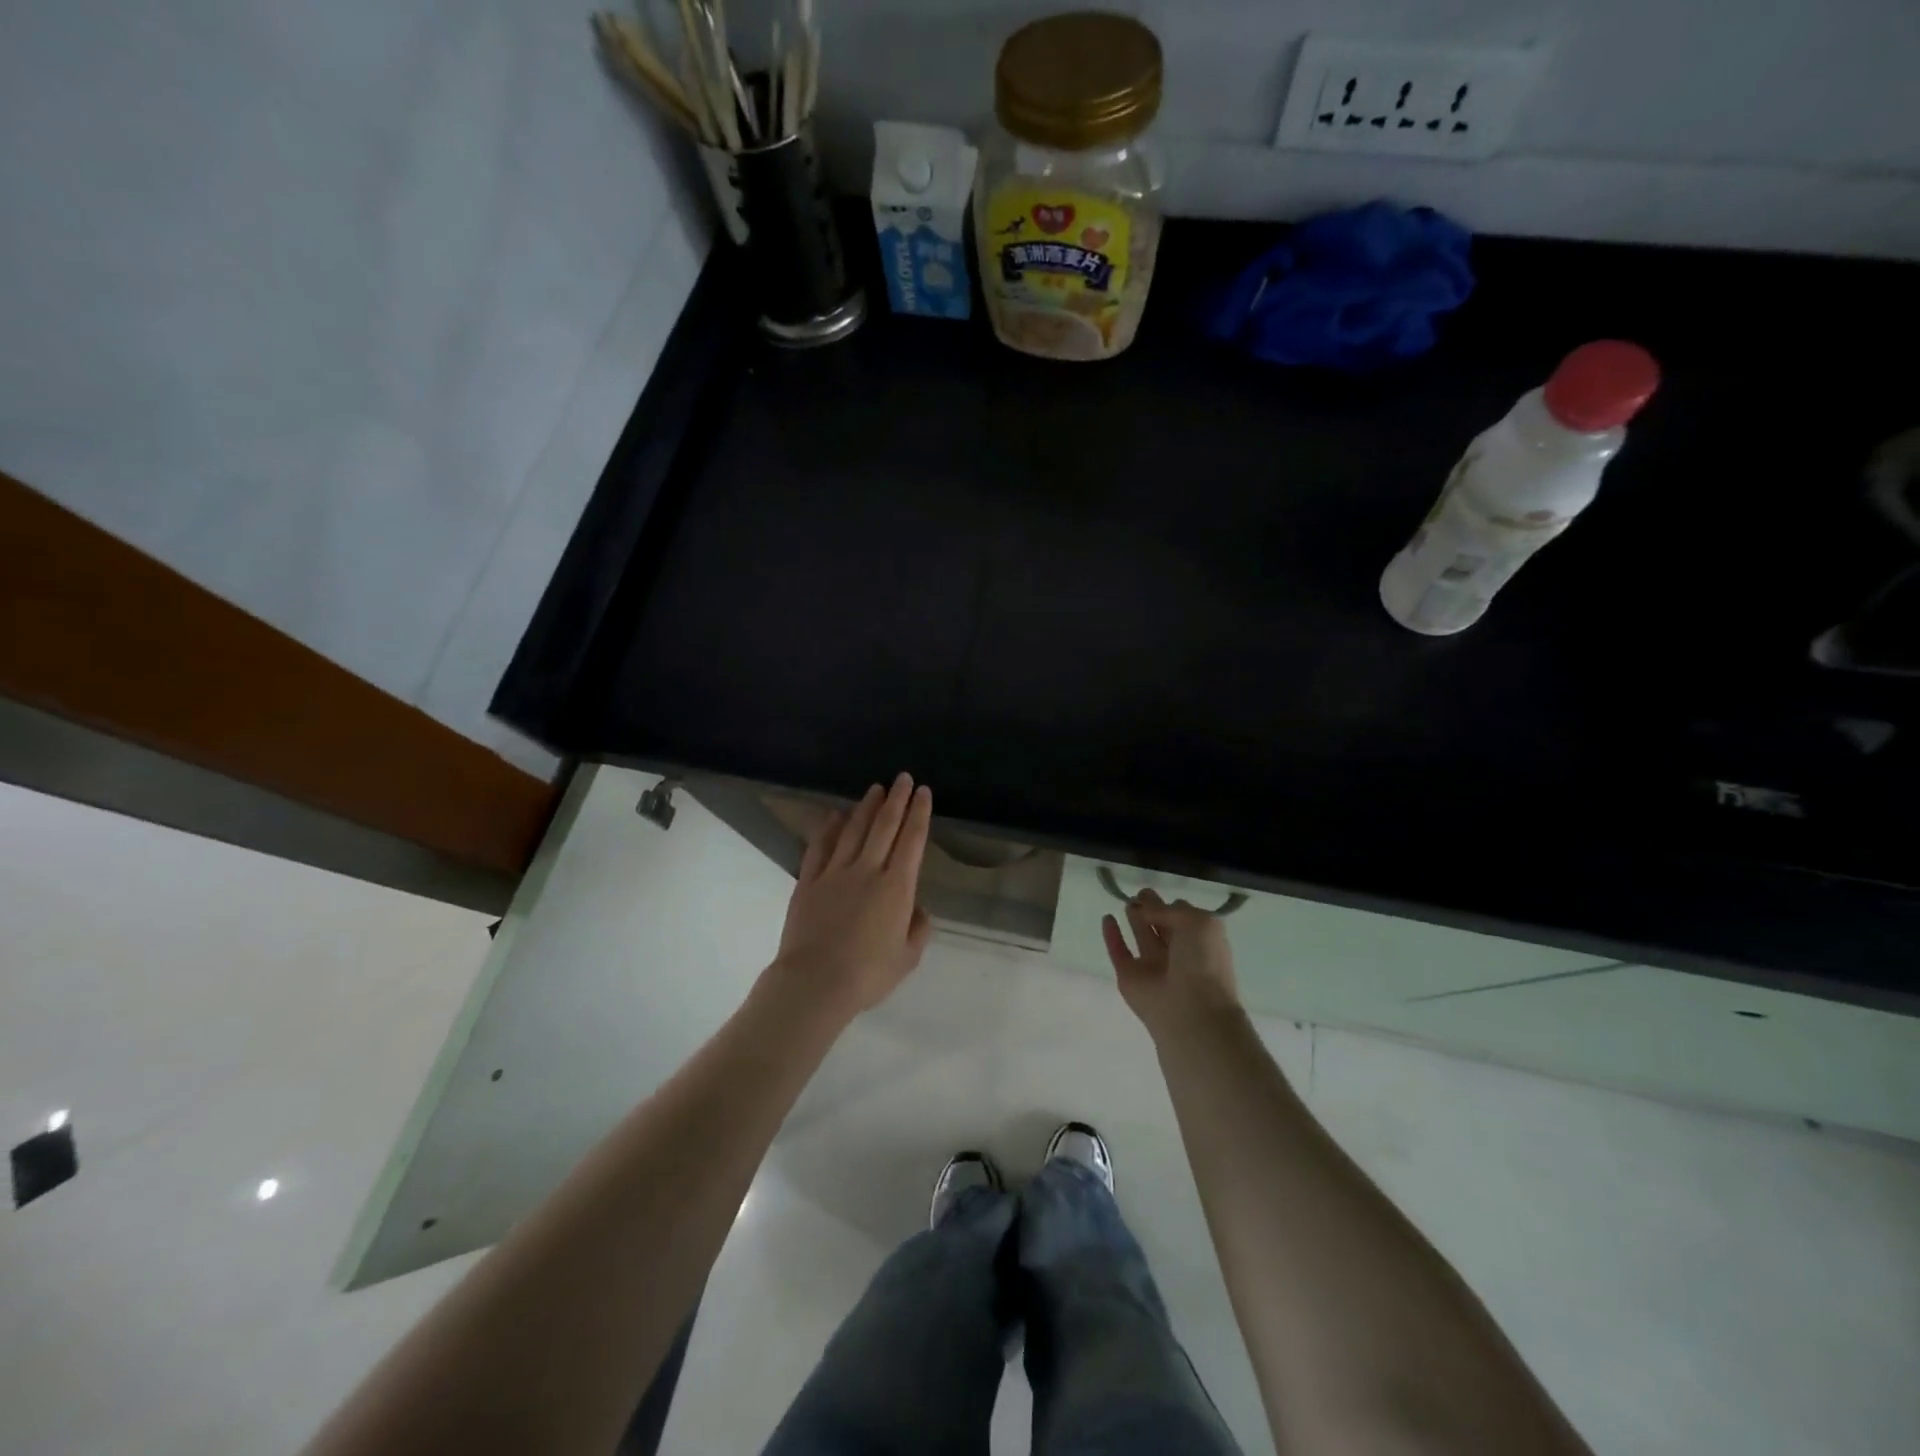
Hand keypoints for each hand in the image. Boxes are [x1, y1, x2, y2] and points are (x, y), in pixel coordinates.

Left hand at [770, 773, 933, 1022]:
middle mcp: (868, 870)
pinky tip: (834, 815)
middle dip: (897, 799)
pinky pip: (820, 847)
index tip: (924, 792)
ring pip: (854, 830)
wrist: (815, 983)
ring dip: (866, 807)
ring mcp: (835, 873)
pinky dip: (829, 828)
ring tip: (875, 789)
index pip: (912, 840)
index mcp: (897, 887)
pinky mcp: (809, 881)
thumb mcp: (908, 957)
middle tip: (903, 778)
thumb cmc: (868, 974)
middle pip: (885, 826)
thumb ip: (918, 928)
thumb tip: (917, 908)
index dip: (920, 813)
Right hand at [1103, 888, 1243, 1040]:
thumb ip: (1169, 910)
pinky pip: (1118, 952)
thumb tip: (1144, 909)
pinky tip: (1107, 918)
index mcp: (1200, 941)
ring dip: (1135, 919)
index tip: (1157, 894)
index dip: (1171, 905)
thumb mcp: (1198, 922)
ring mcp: (1153, 966)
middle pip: (1162, 926)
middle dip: (1152, 908)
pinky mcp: (1129, 976)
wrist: (1191, 1010)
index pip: (1184, 916)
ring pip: (1142, 937)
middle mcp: (1178, 953)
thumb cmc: (1203, 962)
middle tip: (1140, 893)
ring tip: (1127, 900)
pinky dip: (1112, 936)